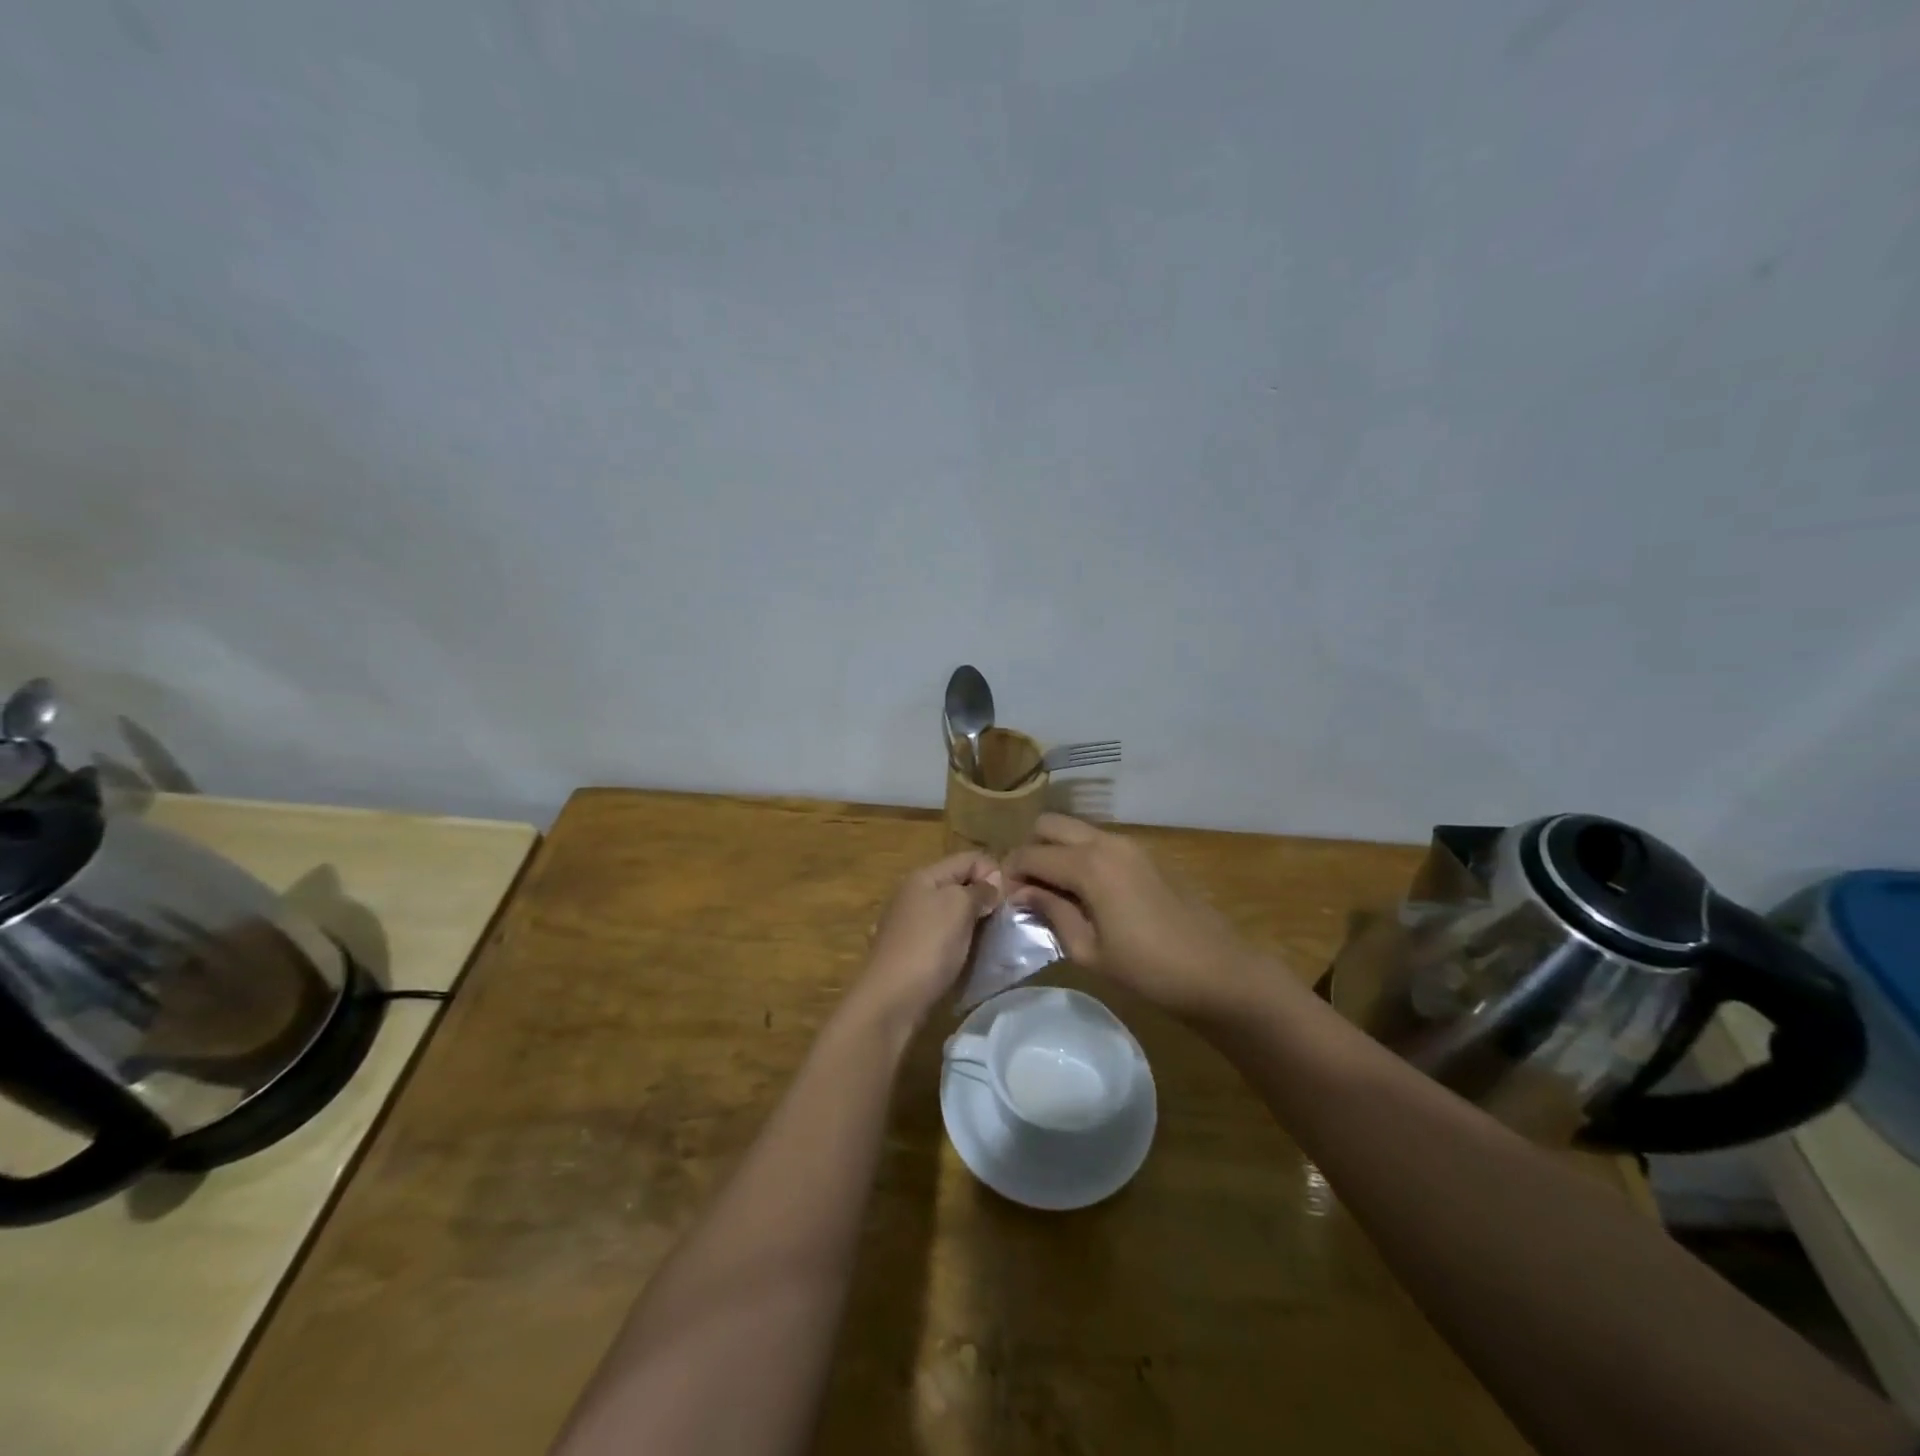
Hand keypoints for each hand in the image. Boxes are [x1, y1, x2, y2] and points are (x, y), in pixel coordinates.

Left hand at [852, 851, 1003, 1030]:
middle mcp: (913, 895)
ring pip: (952, 913)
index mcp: (923, 877)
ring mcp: (909, 925)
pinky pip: (943, 937)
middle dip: (985, 899)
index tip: (1010, 900)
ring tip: (992, 941)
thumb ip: (979, 890)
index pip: (969, 859)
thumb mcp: (959, 907)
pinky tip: (968, 957)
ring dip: (974, 923)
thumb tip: (992, 883)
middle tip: (1006, 922)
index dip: (994, 872)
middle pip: (960, 885)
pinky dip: (959, 943)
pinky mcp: (910, 952)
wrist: (890, 1001)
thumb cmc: (928, 946)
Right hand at [1005, 814, 1260, 1019]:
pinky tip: (1085, 892)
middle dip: (1031, 850)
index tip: (1004, 899)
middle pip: (1049, 825)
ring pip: (1075, 829)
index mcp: (1088, 865)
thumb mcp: (1089, 951)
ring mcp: (1129, 844)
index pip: (1030, 854)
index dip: (1010, 874)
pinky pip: (1099, 841)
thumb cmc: (1149, 969)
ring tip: (1054, 892)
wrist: (1218, 971)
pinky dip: (1080, 855)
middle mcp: (1105, 842)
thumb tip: (1021, 893)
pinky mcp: (1145, 854)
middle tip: (1028, 889)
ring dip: (1056, 850)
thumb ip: (1051, 912)